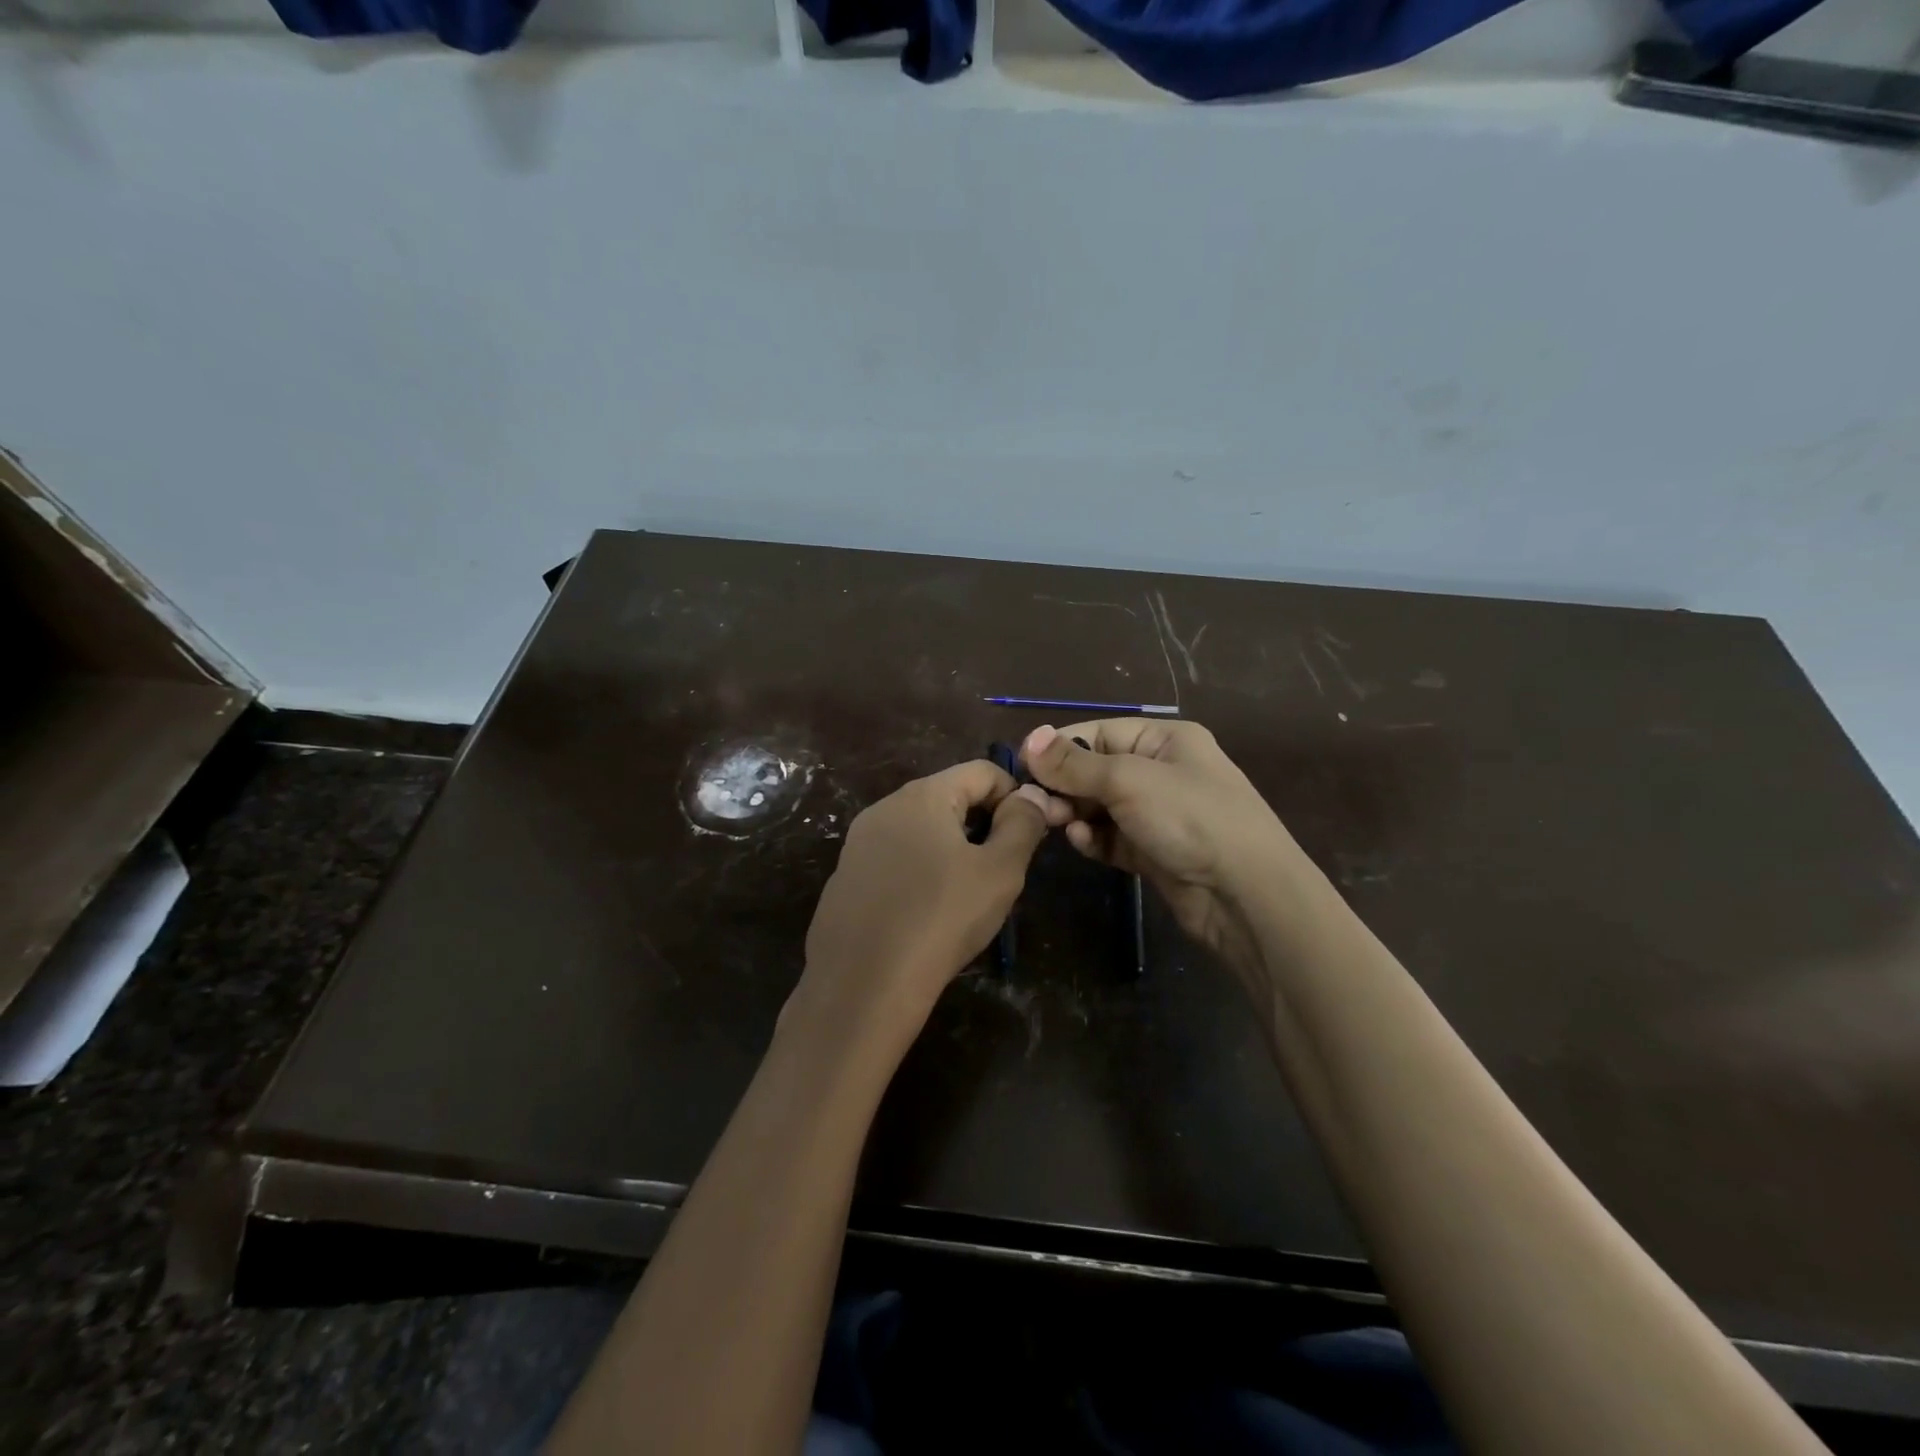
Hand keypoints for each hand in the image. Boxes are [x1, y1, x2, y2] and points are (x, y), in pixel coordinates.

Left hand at [798, 761, 1059, 1045]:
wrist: (862, 985)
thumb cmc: (941, 919)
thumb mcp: (1000, 871)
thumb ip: (1023, 824)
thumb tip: (1032, 794)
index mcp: (922, 795)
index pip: (983, 771)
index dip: (1016, 796)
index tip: (1031, 836)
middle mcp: (885, 807)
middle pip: (950, 797)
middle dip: (984, 824)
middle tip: (1003, 870)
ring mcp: (859, 842)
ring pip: (922, 830)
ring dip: (954, 849)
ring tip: (968, 895)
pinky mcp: (846, 876)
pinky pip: (896, 859)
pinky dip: (921, 872)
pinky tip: (927, 914)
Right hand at [1020, 720, 1313, 984]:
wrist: (1246, 894)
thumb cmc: (1189, 818)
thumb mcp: (1127, 780)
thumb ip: (1074, 764)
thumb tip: (1029, 738)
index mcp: (1165, 740)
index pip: (1099, 733)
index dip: (1060, 747)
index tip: (1023, 766)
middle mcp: (1162, 771)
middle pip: (1097, 770)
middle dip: (1065, 785)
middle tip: (1038, 805)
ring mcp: (1160, 814)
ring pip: (1101, 806)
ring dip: (1077, 813)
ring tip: (1059, 824)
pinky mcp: (1155, 851)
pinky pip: (1113, 837)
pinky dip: (1096, 838)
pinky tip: (1084, 843)